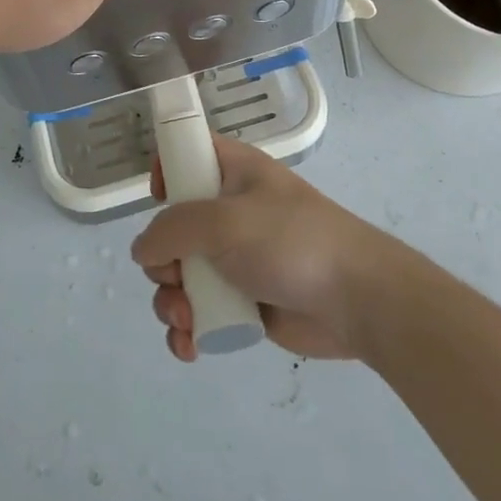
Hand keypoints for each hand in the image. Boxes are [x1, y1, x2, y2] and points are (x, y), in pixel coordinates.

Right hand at [132, 134, 393, 361]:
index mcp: (233, 173)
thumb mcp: (225, 222)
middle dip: (161, 259)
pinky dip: (188, 329)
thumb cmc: (291, 242)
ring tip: (184, 318)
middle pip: (172, 227)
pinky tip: (190, 347)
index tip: (159, 200)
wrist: (358, 300)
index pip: (189, 154)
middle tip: (174, 276)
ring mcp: (236, 259)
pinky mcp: (243, 302)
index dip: (167, 171)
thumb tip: (143, 250)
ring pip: (180, 276)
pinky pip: (200, 312)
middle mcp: (230, 212)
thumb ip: (173, 229)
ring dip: (170, 300)